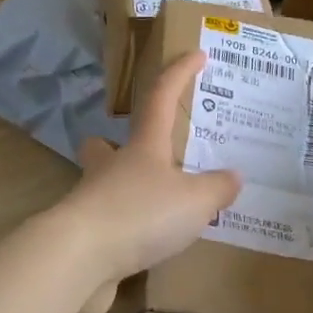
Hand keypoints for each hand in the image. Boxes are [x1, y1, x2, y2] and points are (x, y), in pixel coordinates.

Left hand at [59, 51, 241, 312]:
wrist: (79, 258)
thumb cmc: (140, 214)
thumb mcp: (194, 201)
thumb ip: (216, 188)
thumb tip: (233, 176)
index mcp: (142, 147)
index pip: (161, 97)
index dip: (179, 73)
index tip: (195, 54)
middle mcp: (111, 167)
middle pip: (104, 143)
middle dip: (115, 142)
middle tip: (141, 152)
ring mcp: (91, 200)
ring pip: (101, 183)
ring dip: (121, 187)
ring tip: (152, 205)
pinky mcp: (84, 235)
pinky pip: (106, 223)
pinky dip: (123, 228)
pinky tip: (144, 245)